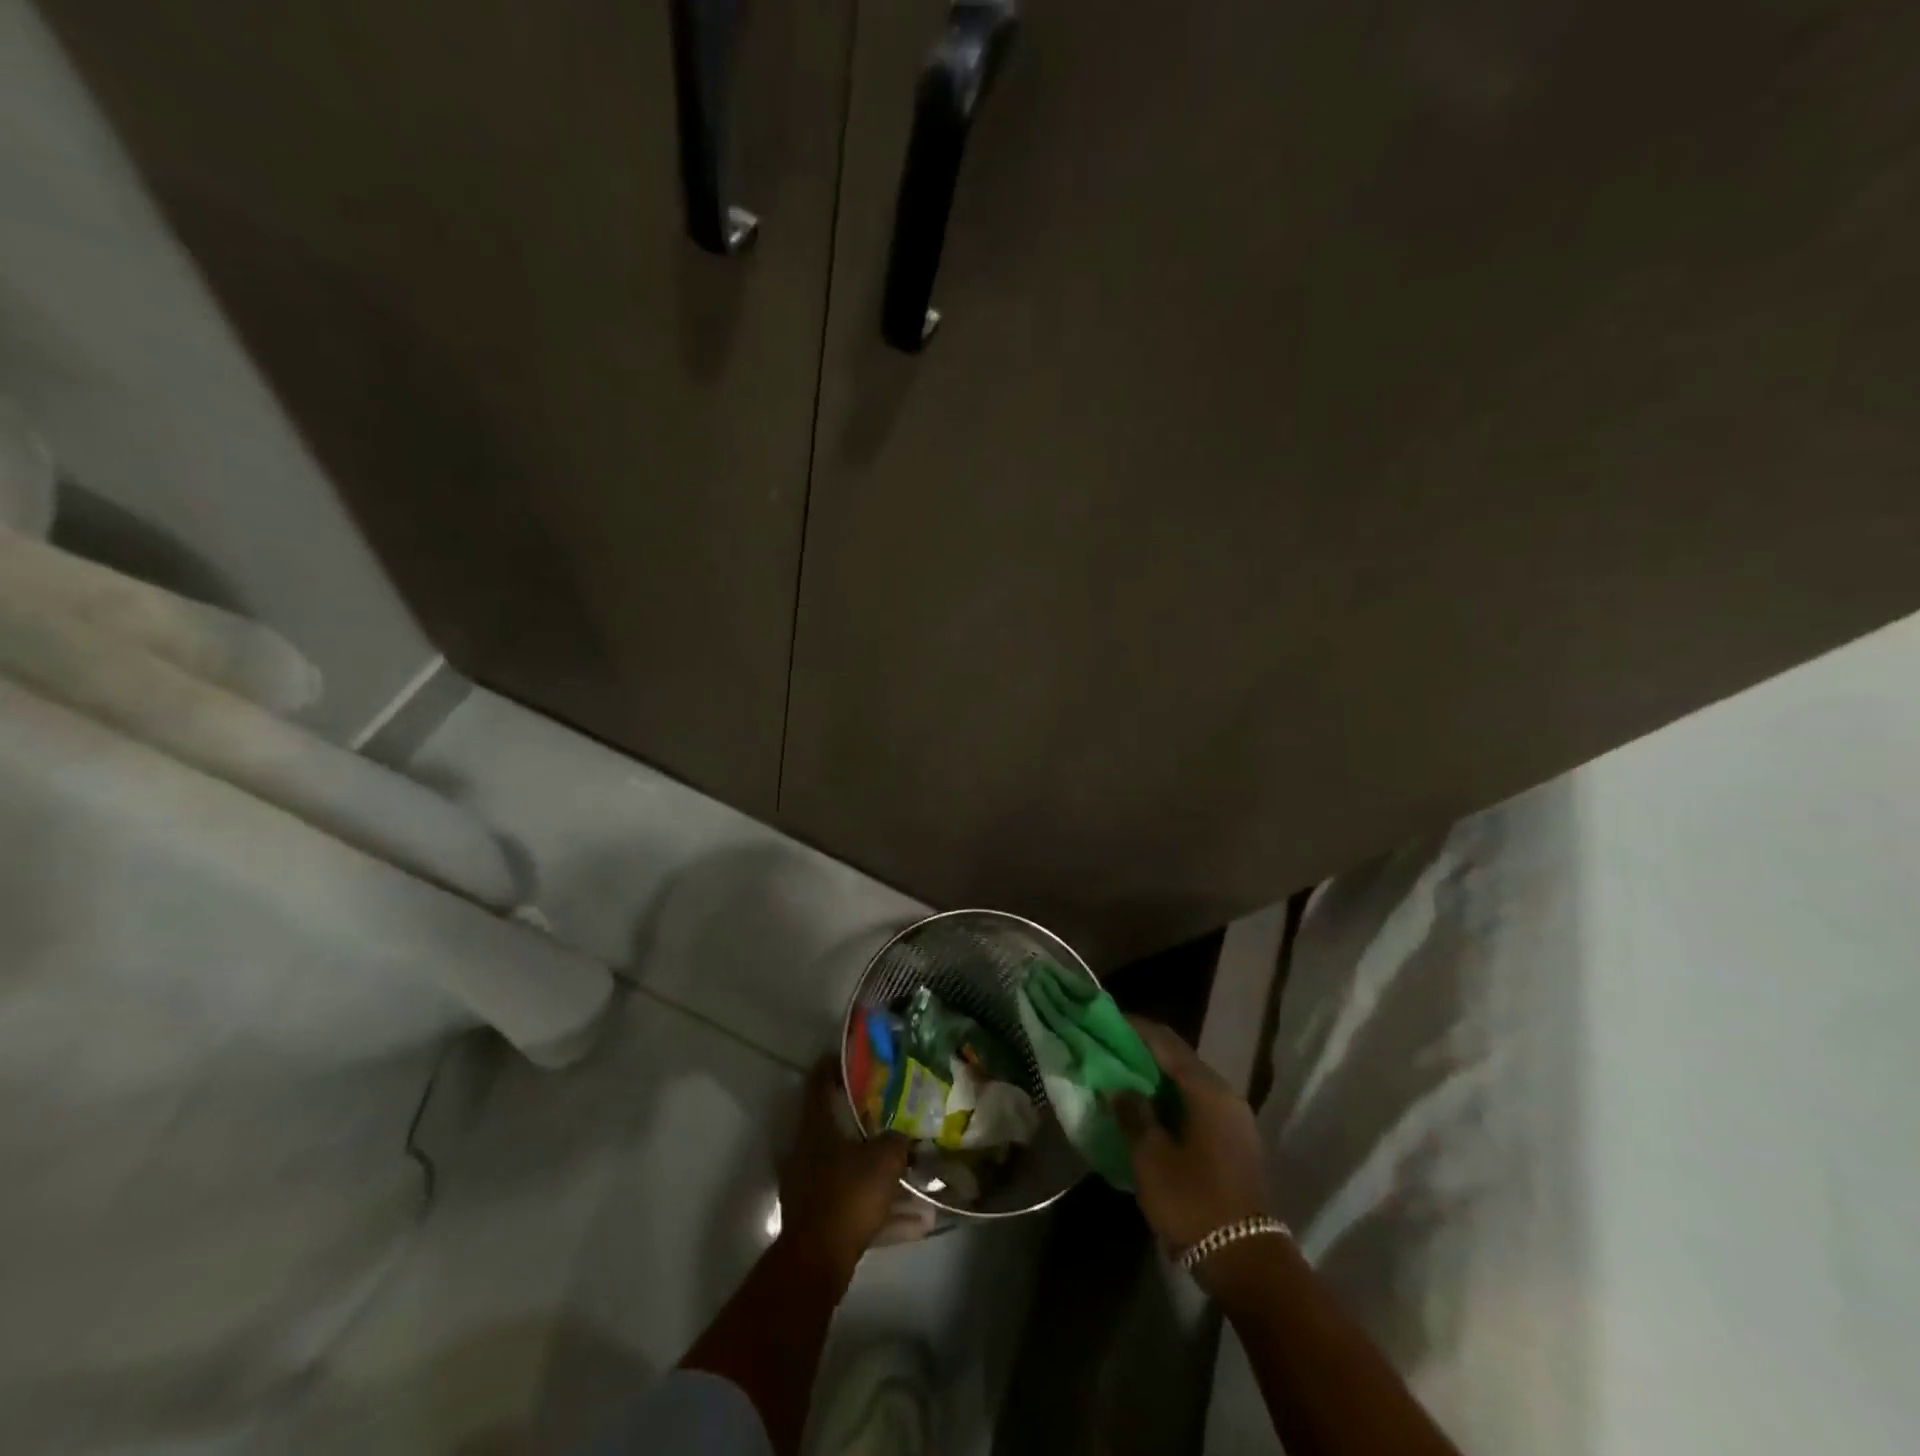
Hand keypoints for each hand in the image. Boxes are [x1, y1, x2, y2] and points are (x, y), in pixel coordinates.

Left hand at [778, 1058, 911, 1276]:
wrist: (818, 1261)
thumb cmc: (849, 1194)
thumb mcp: (885, 1158)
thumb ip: (898, 1140)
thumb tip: (905, 1136)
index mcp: (816, 1127)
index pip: (819, 1084)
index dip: (833, 1067)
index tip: (850, 1058)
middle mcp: (806, 1152)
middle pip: (836, 1128)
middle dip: (866, 1124)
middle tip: (892, 1115)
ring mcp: (809, 1188)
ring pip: (850, 1171)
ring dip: (880, 1176)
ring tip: (917, 1181)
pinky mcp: (819, 1221)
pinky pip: (855, 1206)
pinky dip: (882, 1211)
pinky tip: (917, 1223)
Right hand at [1113, 1018, 1272, 1257]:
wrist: (1248, 1263)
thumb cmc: (1194, 1203)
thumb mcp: (1151, 1158)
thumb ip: (1133, 1114)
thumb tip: (1119, 1086)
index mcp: (1207, 1090)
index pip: (1165, 1042)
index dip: (1135, 1028)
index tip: (1107, 1021)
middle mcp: (1226, 1095)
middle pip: (1180, 1059)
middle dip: (1144, 1052)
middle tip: (1110, 1050)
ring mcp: (1235, 1120)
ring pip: (1189, 1083)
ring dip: (1158, 1078)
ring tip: (1123, 1079)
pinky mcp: (1236, 1142)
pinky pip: (1198, 1105)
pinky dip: (1173, 1099)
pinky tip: (1150, 1110)